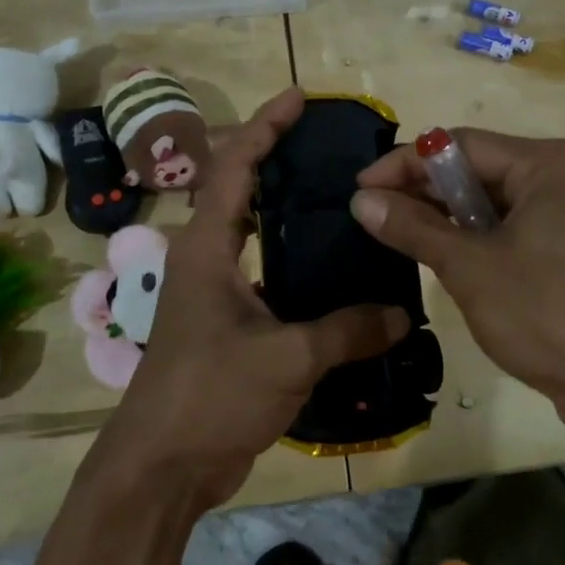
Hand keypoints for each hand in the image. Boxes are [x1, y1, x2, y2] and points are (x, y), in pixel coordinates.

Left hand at [90, 89, 409, 511]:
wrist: (163, 466)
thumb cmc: (211, 397)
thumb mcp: (287, 359)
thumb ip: (347, 331)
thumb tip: (401, 314)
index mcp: (207, 249)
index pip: (233, 168)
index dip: (264, 127)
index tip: (297, 98)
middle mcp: (205, 260)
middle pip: (238, 190)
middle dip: (274, 157)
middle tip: (327, 145)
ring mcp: (213, 293)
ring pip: (251, 233)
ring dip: (285, 209)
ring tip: (337, 197)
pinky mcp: (226, 324)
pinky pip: (264, 274)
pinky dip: (293, 259)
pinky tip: (332, 270)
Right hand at [351, 131, 564, 442]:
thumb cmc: (549, 315)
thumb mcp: (471, 268)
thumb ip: (414, 228)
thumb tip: (360, 199)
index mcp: (550, 163)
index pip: (460, 145)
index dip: (405, 164)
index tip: (359, 189)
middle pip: (478, 169)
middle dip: (424, 191)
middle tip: (373, 215)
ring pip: (494, 201)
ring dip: (447, 216)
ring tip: (398, 234)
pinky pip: (513, 226)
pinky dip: (476, 237)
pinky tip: (443, 254)